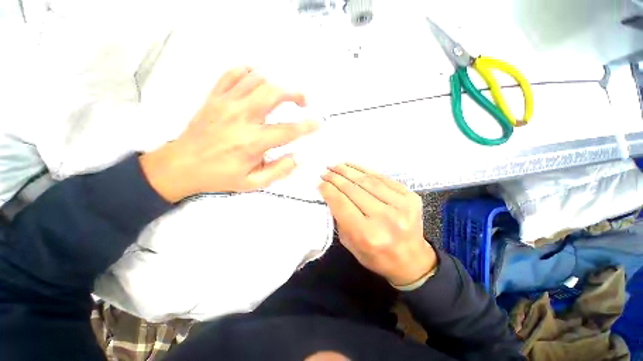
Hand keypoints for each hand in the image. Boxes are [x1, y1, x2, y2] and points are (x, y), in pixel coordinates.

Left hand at [140, 66, 317, 201]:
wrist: (181, 166)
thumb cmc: (220, 176)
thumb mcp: (253, 183)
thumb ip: (279, 170)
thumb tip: (298, 157)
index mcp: (253, 142)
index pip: (288, 130)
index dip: (307, 126)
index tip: (317, 123)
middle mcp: (241, 118)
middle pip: (273, 93)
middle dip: (294, 93)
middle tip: (303, 101)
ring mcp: (226, 103)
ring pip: (256, 79)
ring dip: (276, 83)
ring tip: (283, 93)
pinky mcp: (214, 97)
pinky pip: (232, 74)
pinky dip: (249, 71)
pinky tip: (257, 80)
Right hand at [319, 164, 436, 285]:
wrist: (411, 260)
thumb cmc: (376, 256)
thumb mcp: (350, 243)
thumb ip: (339, 218)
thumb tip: (331, 194)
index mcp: (367, 234)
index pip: (342, 203)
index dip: (328, 190)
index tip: (319, 183)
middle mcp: (385, 218)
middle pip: (353, 189)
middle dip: (336, 178)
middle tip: (325, 171)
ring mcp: (401, 205)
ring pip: (368, 180)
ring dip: (349, 170)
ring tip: (337, 166)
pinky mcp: (410, 196)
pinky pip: (383, 178)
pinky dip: (365, 170)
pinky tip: (354, 167)